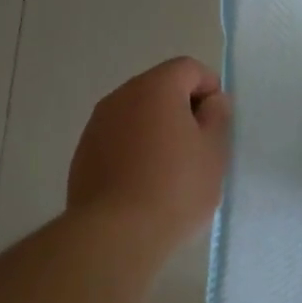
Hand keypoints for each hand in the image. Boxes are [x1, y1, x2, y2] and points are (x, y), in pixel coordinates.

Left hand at [68, 57, 232, 251]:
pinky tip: (143, 183)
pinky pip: (118, 139)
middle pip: (160, 88)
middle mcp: (120, 96)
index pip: (189, 68)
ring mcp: (97, 125)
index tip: (217, 124)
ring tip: (171, 169)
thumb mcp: (213, 152)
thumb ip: (217, 117)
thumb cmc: (175, 188)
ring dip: (156, 130)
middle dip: (182, 109)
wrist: (115, 234)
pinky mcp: (83, 153)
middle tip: (199, 148)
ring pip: (136, 114)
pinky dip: (134, 149)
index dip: (210, 89)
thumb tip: (211, 101)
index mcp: (155, 88)